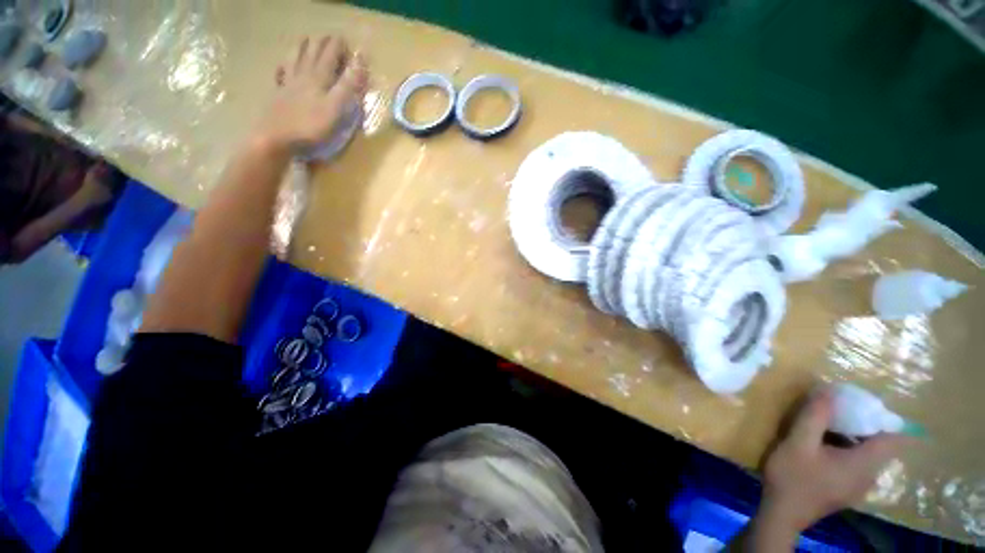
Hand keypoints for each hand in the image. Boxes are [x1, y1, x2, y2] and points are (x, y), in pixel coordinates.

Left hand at [257, 36, 367, 151]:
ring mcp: (288, 84)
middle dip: (321, 44)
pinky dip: (282, 67)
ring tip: (304, 39)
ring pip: (295, 60)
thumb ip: (346, 86)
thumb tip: (358, 63)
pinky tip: (282, 66)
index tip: (345, 39)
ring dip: (301, 48)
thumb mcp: (335, 107)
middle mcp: (302, 76)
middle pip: (312, 54)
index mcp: (318, 79)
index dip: (337, 47)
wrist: (277, 137)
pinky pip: (280, 75)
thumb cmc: (310, 125)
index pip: (329, 56)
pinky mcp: (278, 95)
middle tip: (327, 37)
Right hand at [761, 387, 908, 531]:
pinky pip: (857, 461)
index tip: (860, 403)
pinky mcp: (847, 488)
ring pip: (867, 452)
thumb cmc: (792, 477)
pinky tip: (821, 446)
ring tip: (826, 424)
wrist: (782, 513)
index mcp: (865, 464)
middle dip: (863, 422)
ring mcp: (859, 484)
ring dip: (852, 435)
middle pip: (880, 443)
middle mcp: (869, 475)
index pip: (894, 437)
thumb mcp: (798, 443)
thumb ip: (815, 416)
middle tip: (838, 408)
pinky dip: (846, 447)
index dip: (883, 417)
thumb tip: (830, 389)